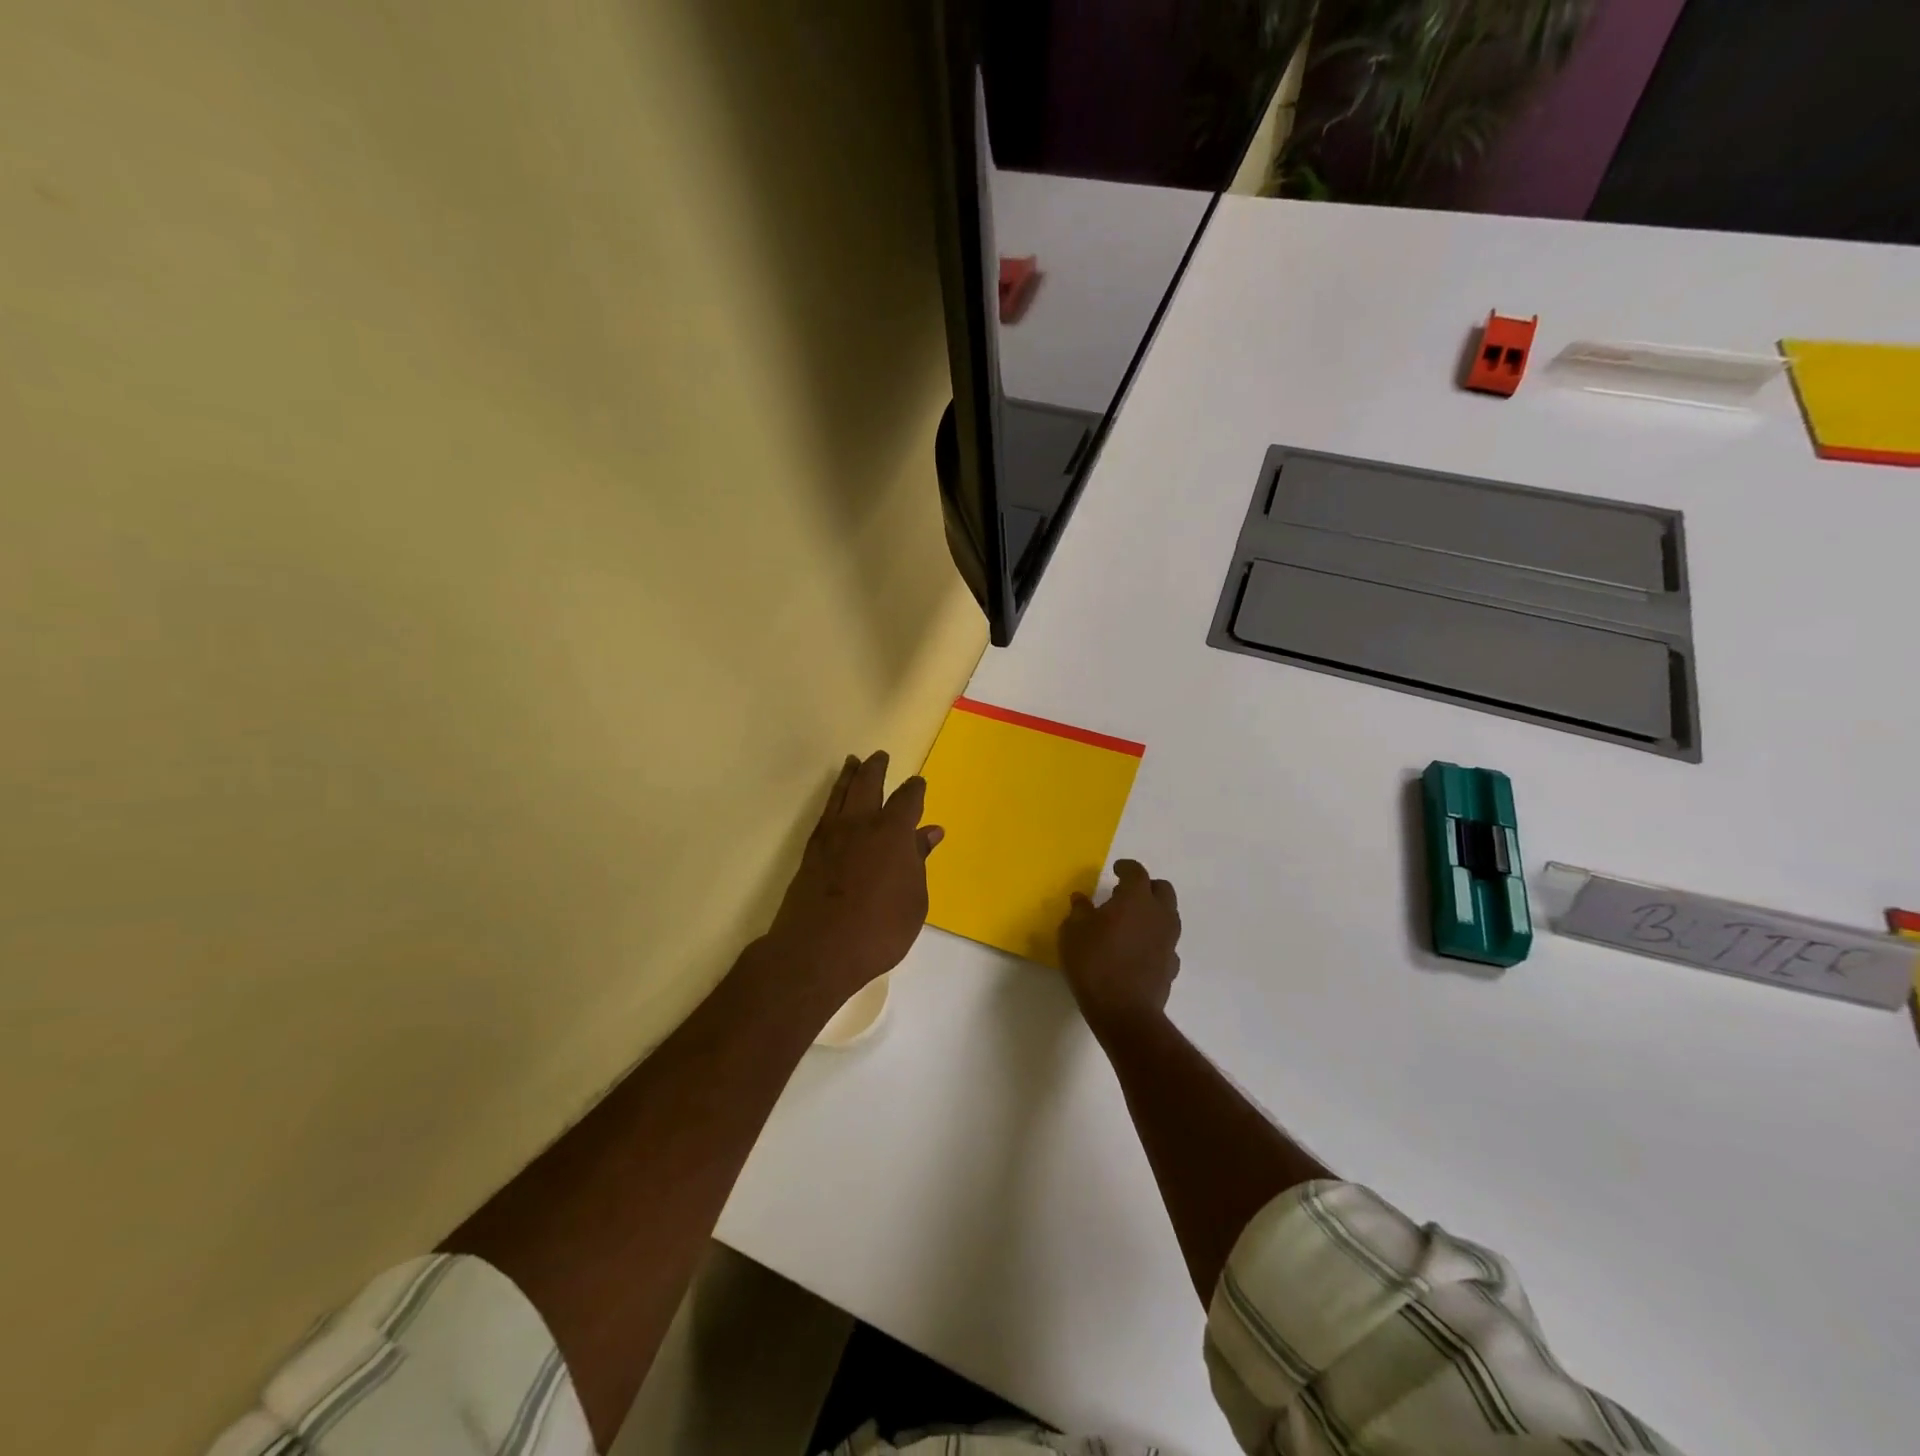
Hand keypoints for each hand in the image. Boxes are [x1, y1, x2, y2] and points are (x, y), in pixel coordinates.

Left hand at [764, 752, 943, 1007]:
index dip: (914, 789)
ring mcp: (831, 835)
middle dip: (876, 768)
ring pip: (841, 793)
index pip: (907, 800)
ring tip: (853, 762)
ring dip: (849, 775)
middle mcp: (861, 824)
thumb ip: (919, 862)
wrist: (817, 950)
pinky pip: (825, 812)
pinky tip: (835, 803)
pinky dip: (833, 799)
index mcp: (893, 833)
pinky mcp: (811, 851)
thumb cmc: (879, 930)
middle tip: (879, 756)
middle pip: (868, 784)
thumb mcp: (914, 901)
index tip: (918, 783)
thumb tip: (929, 833)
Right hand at [1058, 860, 1180, 1029]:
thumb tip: (1081, 899)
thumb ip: (1079, 911)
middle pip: (1162, 890)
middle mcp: (1159, 914)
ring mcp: (1169, 941)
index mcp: (1136, 899)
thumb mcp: (1073, 933)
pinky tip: (1138, 950)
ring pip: (1168, 916)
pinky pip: (1166, 943)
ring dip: (1152, 913)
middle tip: (1125, 894)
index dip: (1126, 868)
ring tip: (1130, 923)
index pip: (1137, 872)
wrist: (1125, 1012)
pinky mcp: (1172, 965)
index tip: (1116, 869)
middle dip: (1146, 887)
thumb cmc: (1094, 963)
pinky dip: (1154, 940)